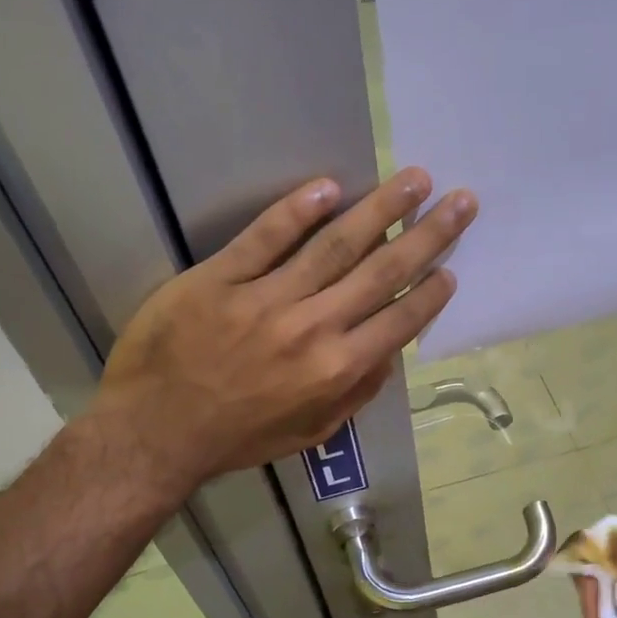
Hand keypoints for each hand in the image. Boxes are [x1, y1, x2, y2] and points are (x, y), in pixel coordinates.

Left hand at [92, 168, 475, 491]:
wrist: (156, 433)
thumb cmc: (238, 438)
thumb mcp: (310, 432)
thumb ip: (356, 394)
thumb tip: (388, 354)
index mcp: (337, 369)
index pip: (399, 319)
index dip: (431, 290)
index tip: (452, 265)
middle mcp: (312, 327)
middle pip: (381, 270)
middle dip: (428, 234)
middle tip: (460, 201)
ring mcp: (265, 298)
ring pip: (334, 245)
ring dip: (380, 209)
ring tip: (413, 179)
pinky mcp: (220, 278)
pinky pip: (265, 238)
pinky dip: (295, 210)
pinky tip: (328, 187)